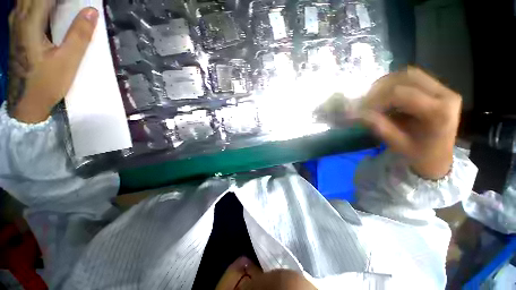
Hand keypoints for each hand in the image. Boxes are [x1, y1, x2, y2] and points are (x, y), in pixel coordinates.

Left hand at [8, 0, 98, 123]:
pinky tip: (46, 8)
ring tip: (62, 5)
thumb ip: (79, 35)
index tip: (82, 0)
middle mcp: (20, 19)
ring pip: (27, 0)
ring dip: (43, 0)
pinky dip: (36, 3)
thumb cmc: (46, 83)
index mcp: (30, 23)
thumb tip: (92, 11)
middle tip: (73, 3)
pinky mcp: (17, 32)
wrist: (26, 101)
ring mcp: (16, 25)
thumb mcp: (67, 61)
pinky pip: (25, 7)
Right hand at [361, 67, 461, 179]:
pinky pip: (412, 79)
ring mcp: (444, 90)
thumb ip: (378, 126)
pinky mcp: (439, 90)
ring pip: (409, 74)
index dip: (376, 99)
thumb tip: (357, 114)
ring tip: (374, 98)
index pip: (401, 94)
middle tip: (366, 101)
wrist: (438, 158)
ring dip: (387, 84)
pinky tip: (385, 97)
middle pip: (407, 77)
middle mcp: (445, 95)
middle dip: (381, 87)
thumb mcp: (397, 144)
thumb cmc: (419, 155)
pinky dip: (394, 85)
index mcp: (438, 112)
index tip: (361, 110)